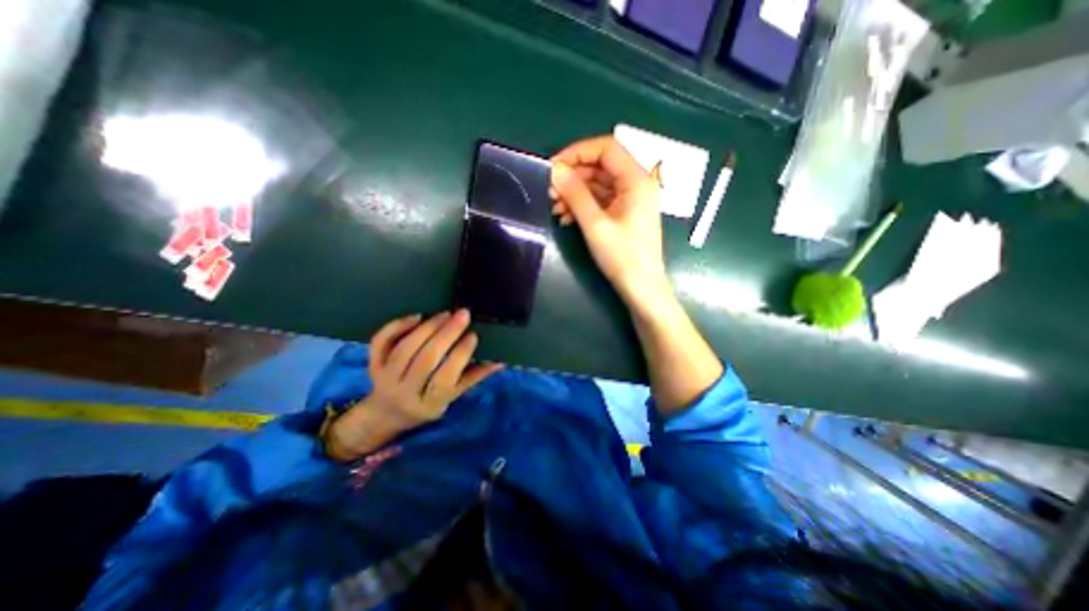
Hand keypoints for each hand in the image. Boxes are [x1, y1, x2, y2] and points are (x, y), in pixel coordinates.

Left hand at [325, 312, 502, 460]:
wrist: (386, 413)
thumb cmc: (426, 404)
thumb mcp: (452, 396)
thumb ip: (474, 377)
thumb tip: (500, 361)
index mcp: (428, 403)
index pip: (445, 378)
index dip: (460, 355)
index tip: (473, 335)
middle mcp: (404, 391)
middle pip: (425, 360)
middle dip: (446, 334)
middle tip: (462, 315)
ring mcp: (385, 377)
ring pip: (405, 349)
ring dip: (427, 328)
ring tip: (445, 314)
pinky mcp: (373, 364)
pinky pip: (381, 342)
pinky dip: (397, 326)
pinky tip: (417, 316)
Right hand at [553, 134, 673, 302]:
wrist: (641, 288)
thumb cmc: (622, 257)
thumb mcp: (595, 225)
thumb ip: (576, 195)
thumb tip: (555, 170)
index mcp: (636, 179)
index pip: (606, 148)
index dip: (577, 152)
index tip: (554, 167)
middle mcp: (636, 183)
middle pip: (600, 166)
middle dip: (573, 177)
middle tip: (550, 191)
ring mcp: (630, 199)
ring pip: (598, 184)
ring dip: (575, 193)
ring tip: (555, 208)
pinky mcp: (624, 213)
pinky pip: (600, 200)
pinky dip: (583, 205)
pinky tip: (566, 217)